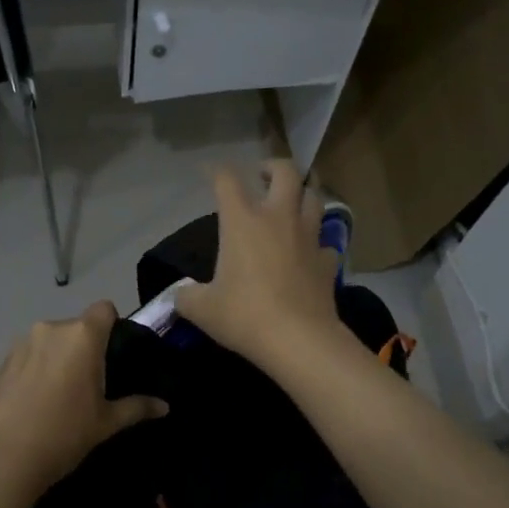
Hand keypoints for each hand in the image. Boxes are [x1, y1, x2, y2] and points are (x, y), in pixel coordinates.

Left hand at [0, 302, 167, 489]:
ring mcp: (24, 342)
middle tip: (92, 381)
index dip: (113, 324)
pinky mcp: (4, 359)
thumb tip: (165, 406)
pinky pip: (31, 353)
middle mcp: (53, 328)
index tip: (114, 352)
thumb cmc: (65, 433)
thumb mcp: (107, 422)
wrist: (6, 456)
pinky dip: (38, 366)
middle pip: (78, 327)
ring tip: (61, 392)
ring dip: (60, 356)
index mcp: (82, 336)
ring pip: (52, 340)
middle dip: (86, 346)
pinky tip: (37, 398)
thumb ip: (137, 407)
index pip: (105, 309)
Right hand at [174, 160, 343, 371]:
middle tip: (263, 177)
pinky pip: (326, 242)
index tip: (211, 174)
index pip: (227, 180)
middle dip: (274, 167)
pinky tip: (310, 253)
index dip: (217, 172)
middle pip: (286, 172)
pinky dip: (318, 243)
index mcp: (242, 220)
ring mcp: (308, 238)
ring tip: (291, 205)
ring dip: (303, 196)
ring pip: (314, 199)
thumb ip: (186, 296)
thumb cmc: (244, 315)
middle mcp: (278, 218)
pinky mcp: (328, 262)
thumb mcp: (201, 309)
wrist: (298, 340)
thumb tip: (180, 295)